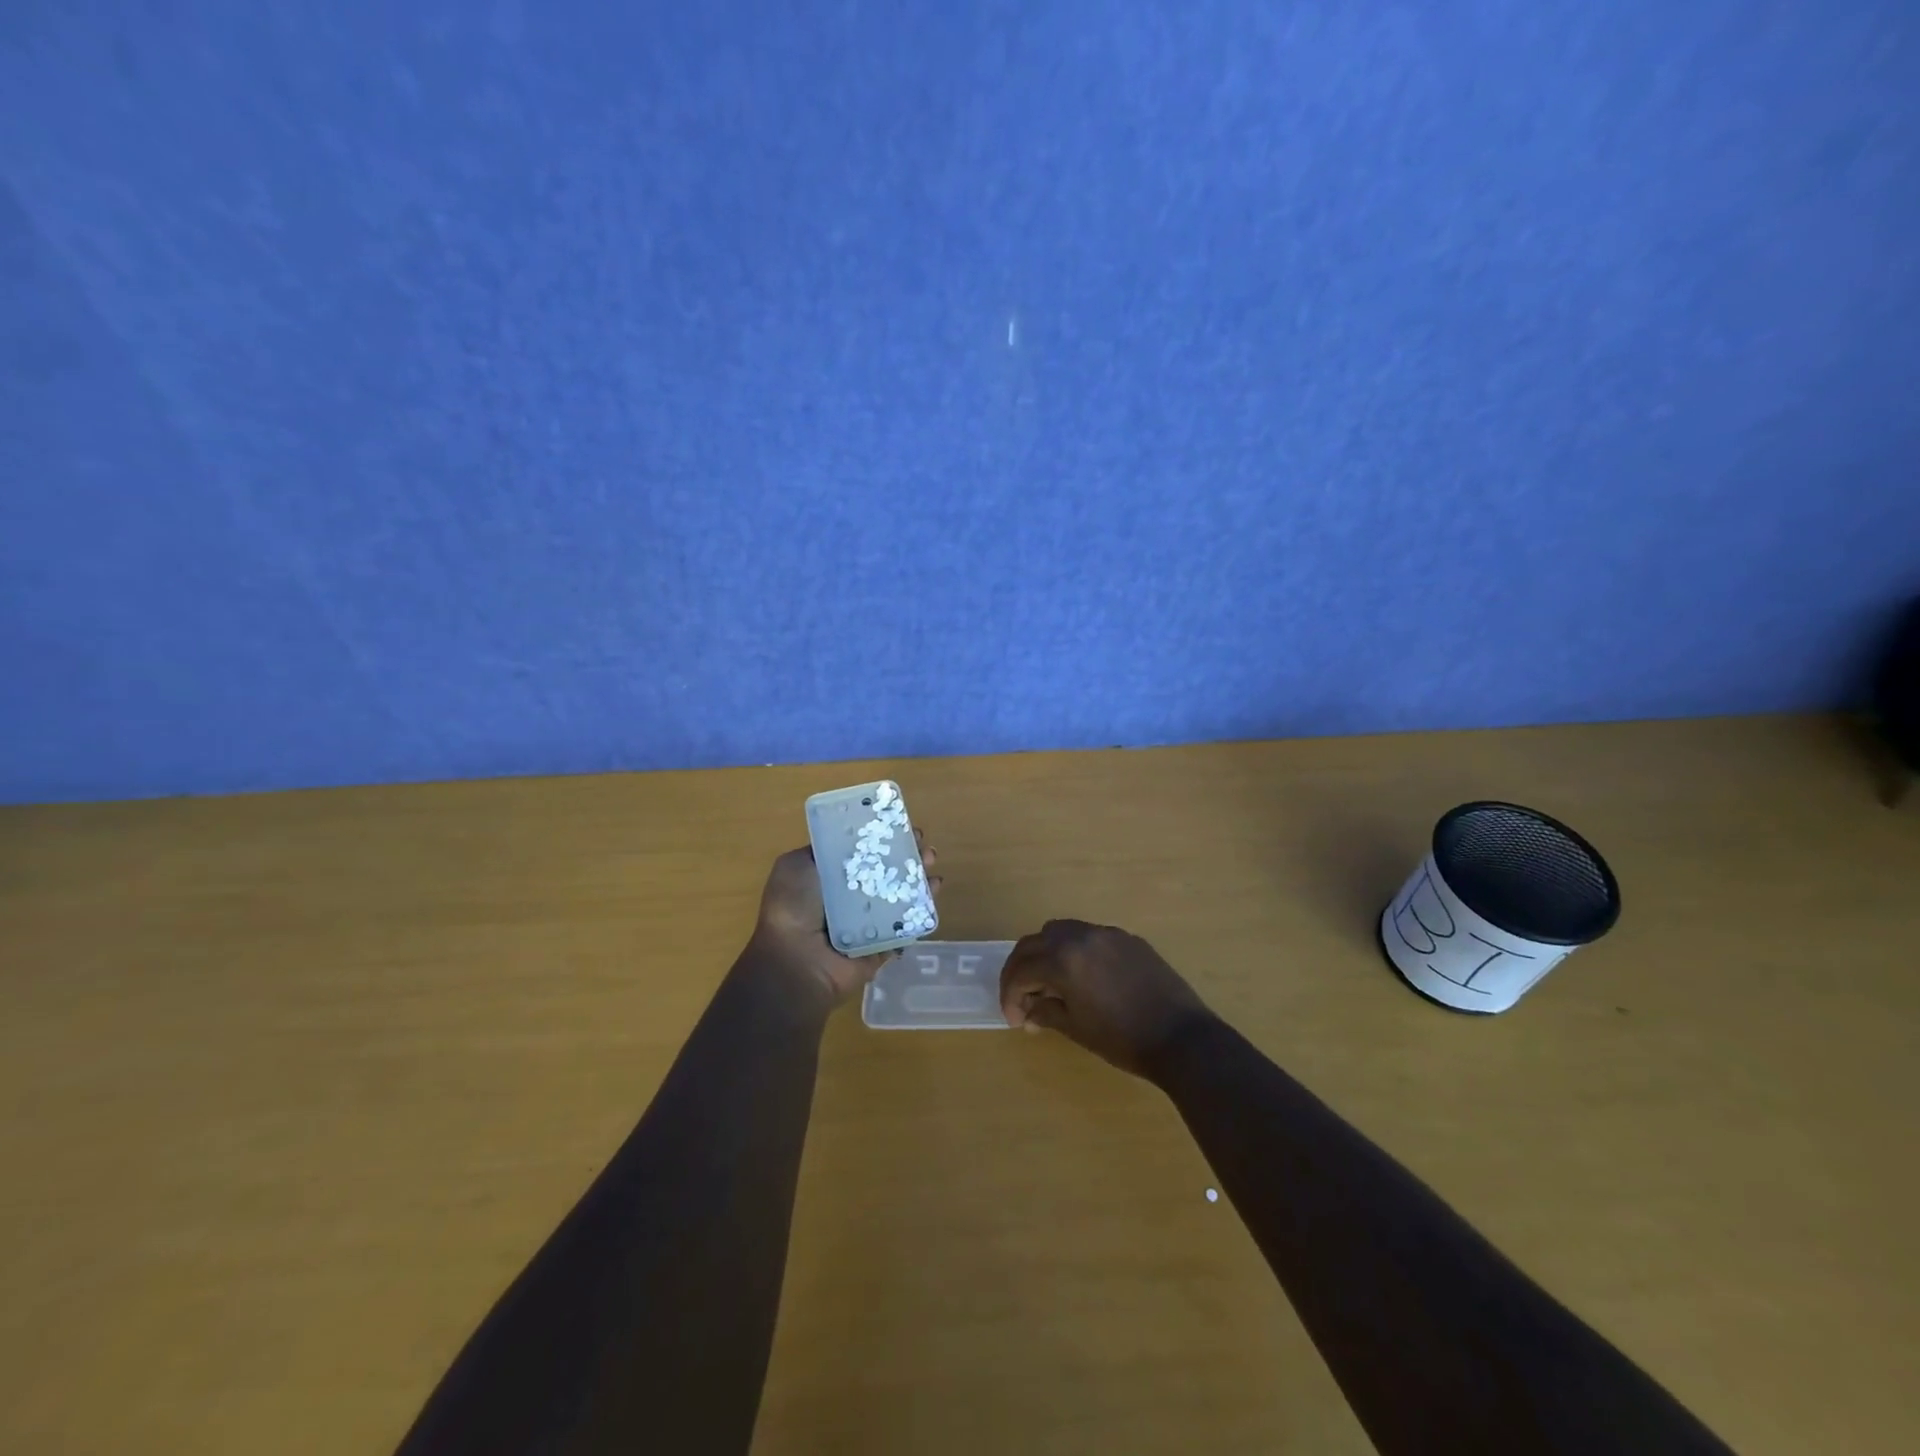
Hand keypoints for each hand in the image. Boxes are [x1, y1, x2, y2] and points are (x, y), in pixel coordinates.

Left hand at [749, 831, 942, 1007]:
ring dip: (918, 875)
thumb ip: (820, 851)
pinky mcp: (885, 943)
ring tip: (930, 861)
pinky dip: (925, 906)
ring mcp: (870, 921)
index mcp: (829, 878)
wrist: (796, 961)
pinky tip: (935, 887)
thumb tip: (846, 840)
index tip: (900, 825)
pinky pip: (909, 923)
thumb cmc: (793, 907)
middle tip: (921, 843)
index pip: (861, 853)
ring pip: (901, 894)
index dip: (881, 838)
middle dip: (906, 853)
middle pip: (885, 871)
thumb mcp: (795, 866)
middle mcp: (850, 898)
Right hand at [998, 919, 1212, 1079]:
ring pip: (1061, 931)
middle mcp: (1080, 936)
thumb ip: (1046, 1012)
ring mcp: (1106, 933)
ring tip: (1050, 983)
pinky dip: (1074, 951)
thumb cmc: (1123, 1039)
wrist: (1182, 1038)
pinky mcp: (1128, 939)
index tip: (1015, 1019)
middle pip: (1035, 943)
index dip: (1010, 995)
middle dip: (1022, 969)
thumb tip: (1029, 1010)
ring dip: (1046, 954)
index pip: (1021, 970)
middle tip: (1022, 997)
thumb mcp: (1076, 1029)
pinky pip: (1089, 936)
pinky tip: (1083, 978)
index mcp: (1063, 959)